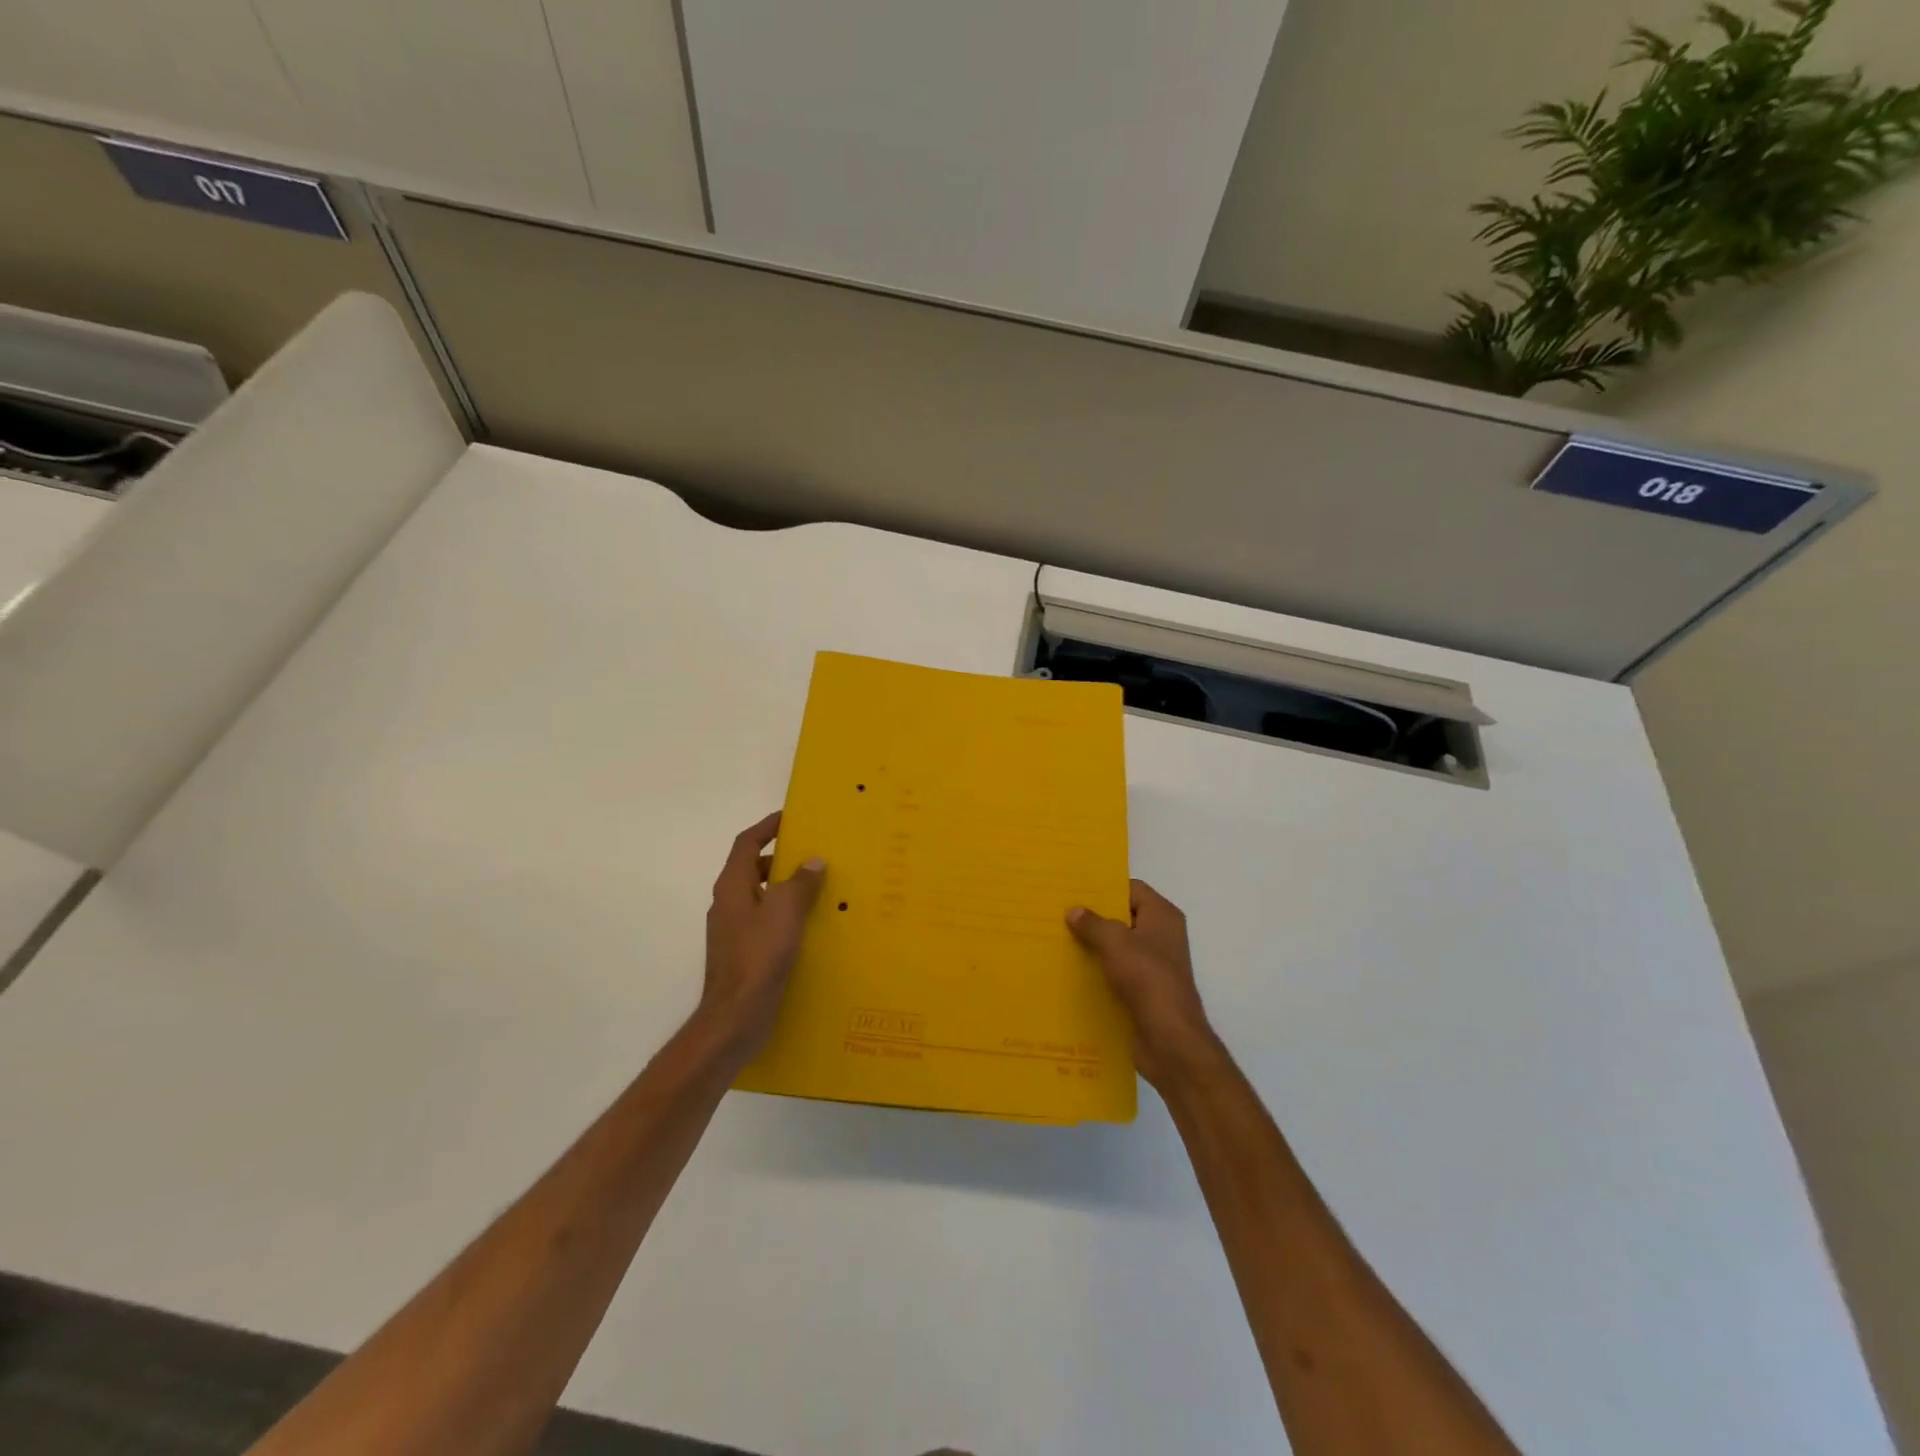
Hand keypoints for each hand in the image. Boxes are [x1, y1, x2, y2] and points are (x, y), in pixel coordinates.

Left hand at [700, 812, 824, 1063]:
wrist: (736, 1017)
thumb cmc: (759, 956)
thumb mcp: (786, 912)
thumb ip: (800, 882)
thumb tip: (812, 861)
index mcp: (732, 886)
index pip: (747, 843)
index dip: (766, 827)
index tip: (790, 818)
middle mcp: (728, 904)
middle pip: (751, 869)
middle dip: (780, 858)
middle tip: (812, 854)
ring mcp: (733, 931)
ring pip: (760, 897)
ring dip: (784, 888)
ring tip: (818, 889)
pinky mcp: (742, 954)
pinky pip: (765, 922)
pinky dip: (785, 915)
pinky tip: (810, 927)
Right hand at [1068, 880, 1220, 1091]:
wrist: (1169, 1039)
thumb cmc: (1147, 978)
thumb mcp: (1115, 943)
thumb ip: (1093, 923)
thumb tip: (1074, 910)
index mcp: (1162, 916)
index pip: (1132, 889)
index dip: (1105, 887)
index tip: (1073, 889)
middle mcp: (1161, 936)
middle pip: (1123, 917)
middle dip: (1093, 917)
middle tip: (1057, 912)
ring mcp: (1153, 966)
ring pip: (1117, 947)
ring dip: (1092, 946)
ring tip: (1056, 939)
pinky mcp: (1143, 991)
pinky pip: (1115, 972)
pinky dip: (1096, 971)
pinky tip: (1069, 971)